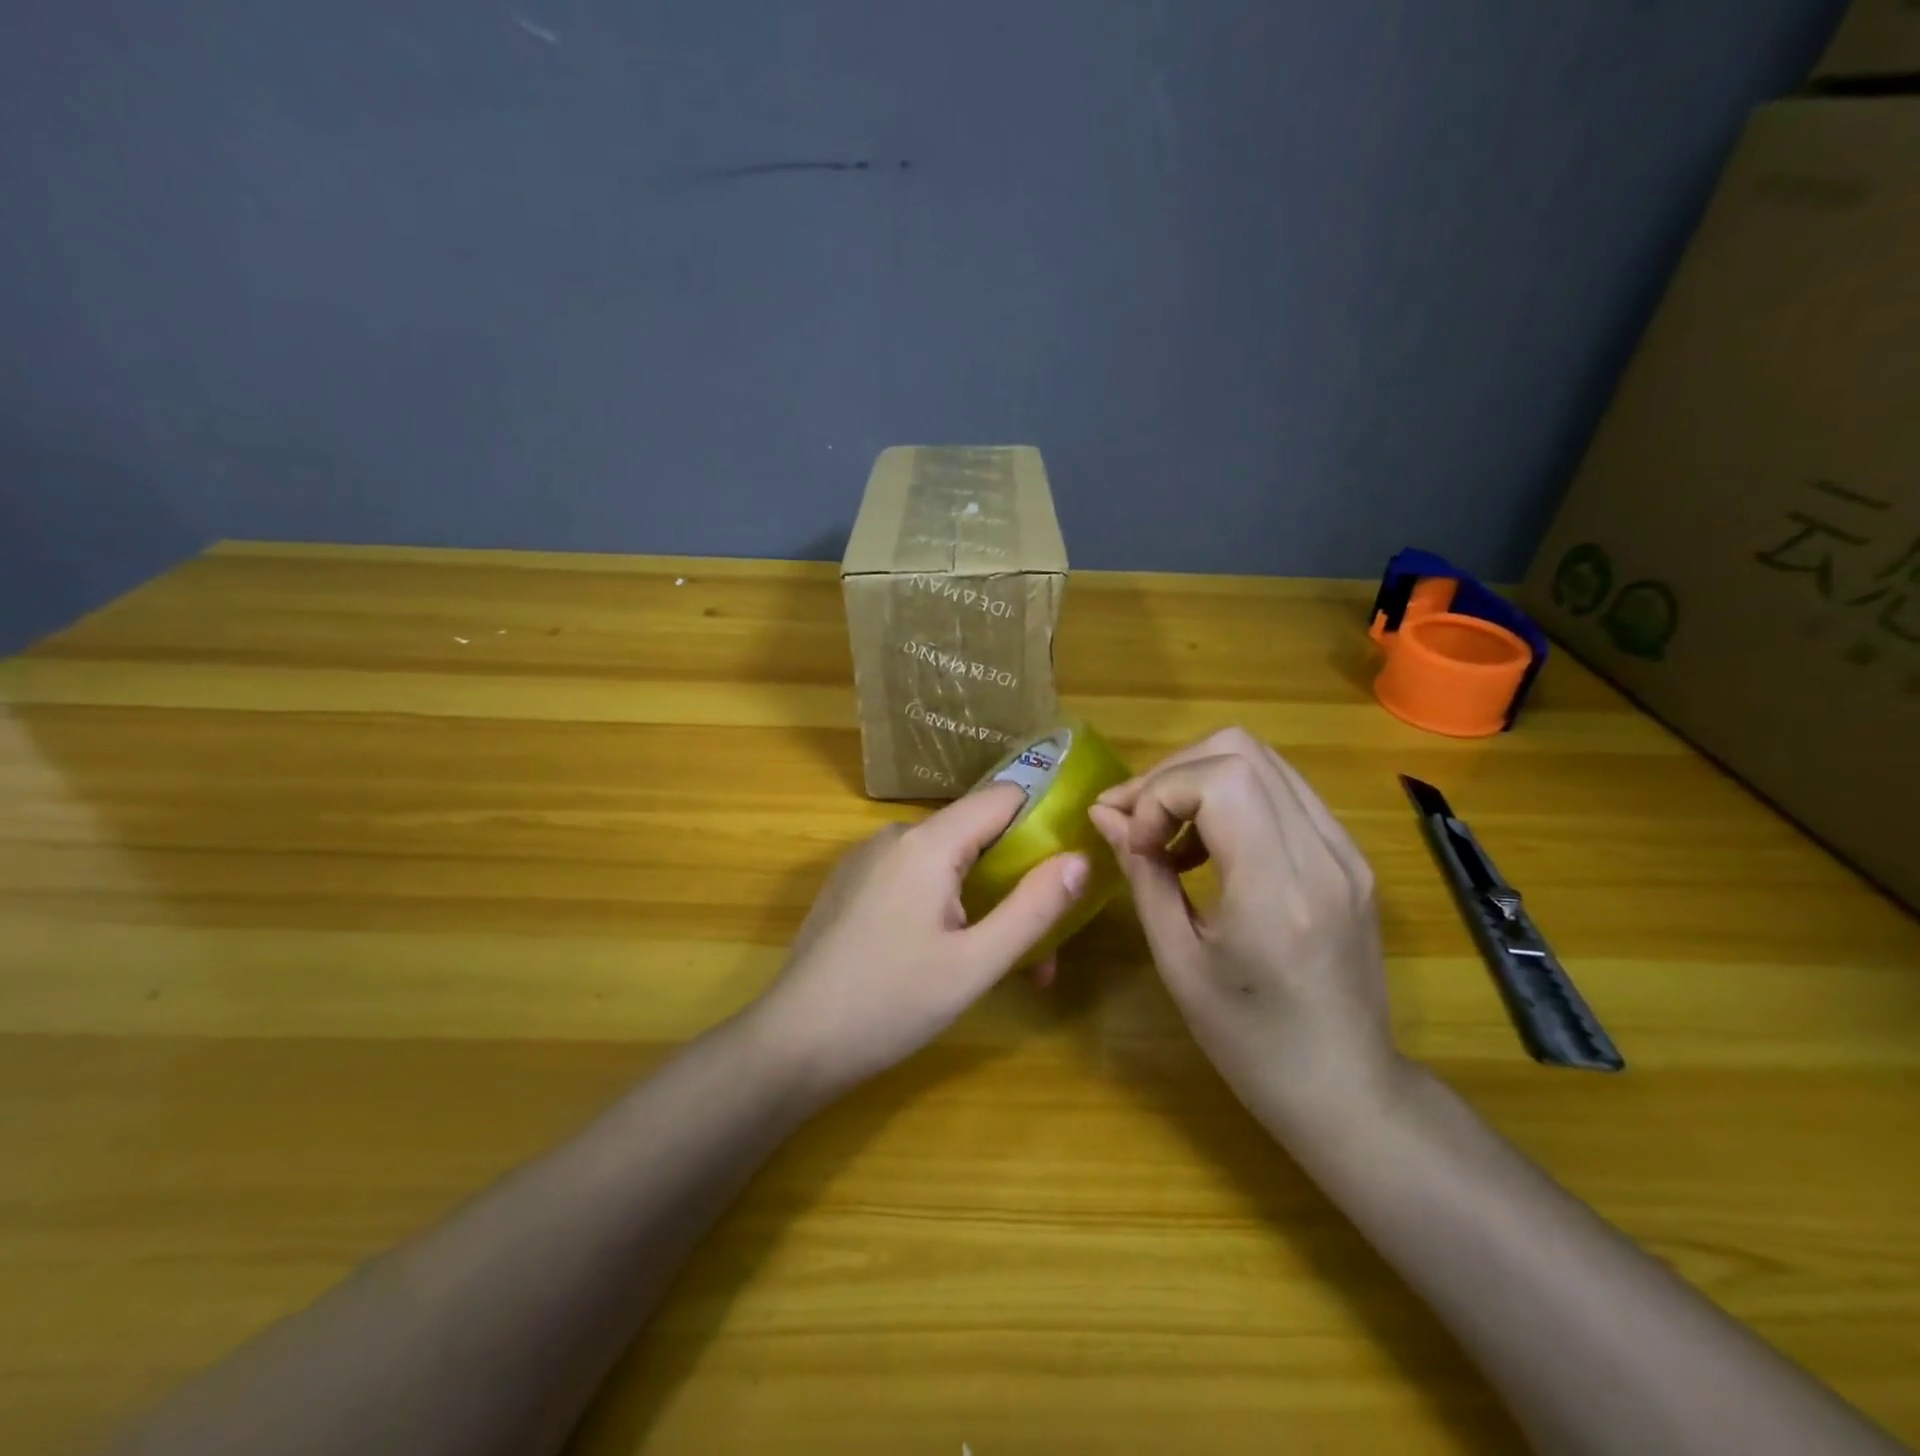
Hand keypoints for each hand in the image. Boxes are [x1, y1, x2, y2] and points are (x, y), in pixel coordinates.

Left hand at [752, 783, 1089, 1097]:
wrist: (793, 1041)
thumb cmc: (892, 1003)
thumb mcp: (976, 963)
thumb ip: (1033, 908)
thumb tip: (1080, 858)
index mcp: (927, 843)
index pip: (1003, 797)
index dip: (1044, 821)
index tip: (1071, 862)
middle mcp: (895, 836)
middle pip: (976, 835)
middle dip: (1015, 882)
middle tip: (1040, 948)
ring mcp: (867, 859)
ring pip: (945, 862)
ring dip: (981, 902)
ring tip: (997, 965)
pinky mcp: (851, 885)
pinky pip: (913, 878)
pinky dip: (943, 904)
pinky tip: (945, 955)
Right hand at [1087, 728, 1405, 1136]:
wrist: (1349, 1091)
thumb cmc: (1251, 1044)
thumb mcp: (1178, 963)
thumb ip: (1143, 875)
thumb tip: (1105, 816)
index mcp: (1279, 889)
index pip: (1219, 779)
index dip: (1159, 793)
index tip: (1135, 842)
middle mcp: (1323, 854)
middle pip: (1241, 751)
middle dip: (1172, 773)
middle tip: (1136, 820)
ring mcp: (1345, 850)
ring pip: (1263, 761)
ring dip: (1200, 780)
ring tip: (1166, 834)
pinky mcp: (1350, 857)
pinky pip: (1283, 792)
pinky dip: (1232, 799)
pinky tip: (1208, 848)